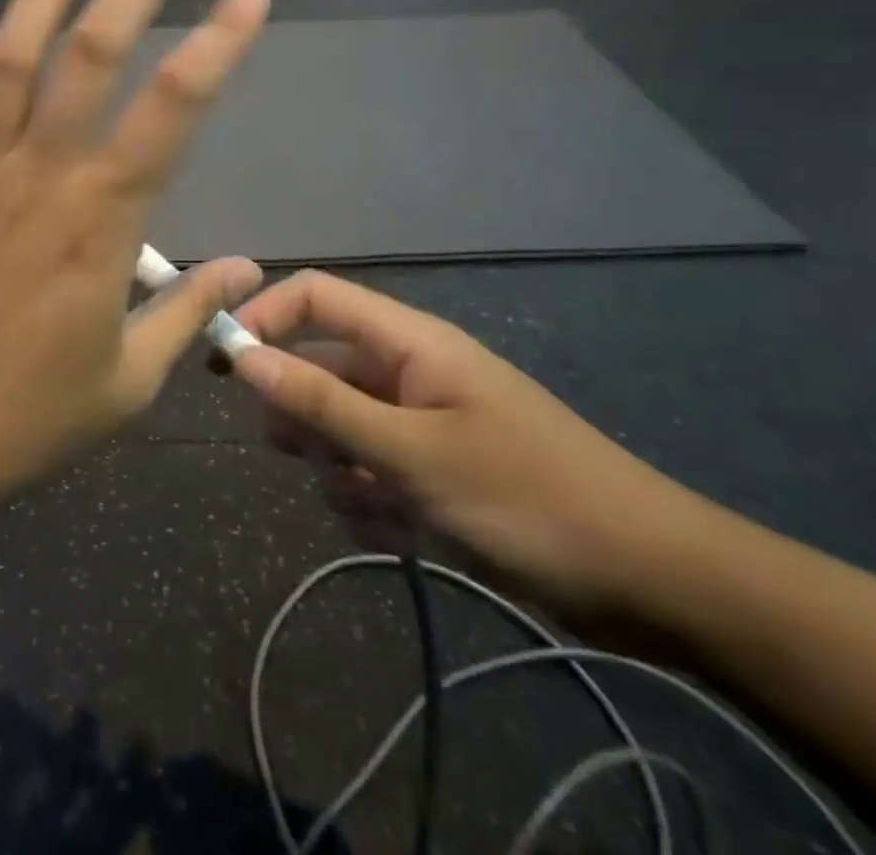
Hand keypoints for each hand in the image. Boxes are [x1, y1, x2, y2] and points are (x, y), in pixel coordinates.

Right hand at [232, 272, 707, 617]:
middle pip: (321, 365)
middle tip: (306, 455)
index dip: (266, 316)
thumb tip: (244, 355)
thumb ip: (323, 403)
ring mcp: (421, 419)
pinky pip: (371, 469)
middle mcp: (409, 369)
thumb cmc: (527, 497)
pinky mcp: (433, 467)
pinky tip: (396, 529)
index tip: (226, 365)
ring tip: (370, 502)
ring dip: (337, 465)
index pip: (316, 296)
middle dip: (302, 411)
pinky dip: (369, 498)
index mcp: (409, 341)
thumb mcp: (412, 453)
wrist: (649, 580)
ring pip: (341, 424)